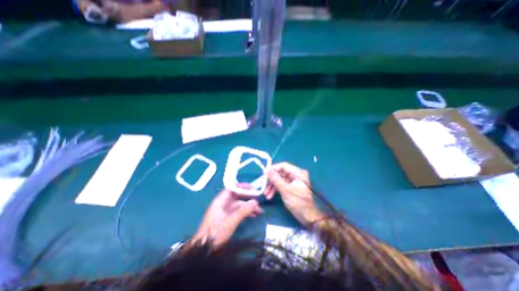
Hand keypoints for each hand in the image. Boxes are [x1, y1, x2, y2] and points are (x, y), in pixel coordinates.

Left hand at [192, 189, 261, 244]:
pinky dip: (245, 212)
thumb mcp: (232, 220)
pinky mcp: (227, 218)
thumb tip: (256, 202)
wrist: (205, 248)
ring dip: (248, 206)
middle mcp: (223, 204)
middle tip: (258, 199)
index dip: (242, 187)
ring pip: (239, 205)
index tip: (252, 188)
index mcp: (221, 200)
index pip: (232, 188)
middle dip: (248, 198)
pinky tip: (254, 215)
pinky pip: (238, 212)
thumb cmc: (217, 231)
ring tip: (260, 210)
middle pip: (237, 197)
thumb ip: (244, 210)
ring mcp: (225, 211)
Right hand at [268, 163, 320, 225]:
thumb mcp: (285, 190)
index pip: (283, 166)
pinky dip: (276, 190)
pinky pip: (282, 185)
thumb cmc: (298, 202)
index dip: (273, 169)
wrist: (307, 217)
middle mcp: (296, 175)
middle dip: (271, 180)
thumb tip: (267, 169)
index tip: (264, 174)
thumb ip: (275, 179)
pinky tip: (269, 196)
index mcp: (298, 173)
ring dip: (272, 186)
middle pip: (281, 173)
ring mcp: (294, 181)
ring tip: (265, 194)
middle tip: (263, 185)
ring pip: (280, 180)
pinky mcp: (292, 187)